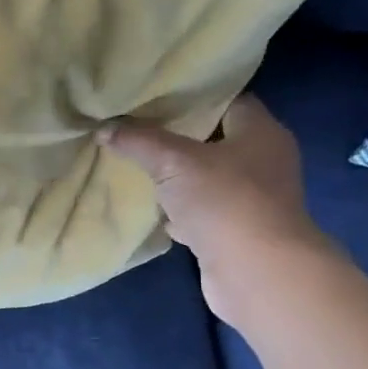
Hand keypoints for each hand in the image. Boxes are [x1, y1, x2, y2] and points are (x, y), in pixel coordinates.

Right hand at [99, 94, 340, 324]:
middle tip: (137, 129)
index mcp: (260, 132)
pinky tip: (154, 211)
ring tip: (138, 167)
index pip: (228, 100)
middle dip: (177, 138)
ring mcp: (252, 200)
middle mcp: (262, 161)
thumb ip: (140, 142)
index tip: (156, 96)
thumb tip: (105, 128)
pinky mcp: (237, 232)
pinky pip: (203, 213)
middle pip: (215, 140)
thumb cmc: (224, 201)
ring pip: (206, 179)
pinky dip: (180, 212)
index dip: (193, 96)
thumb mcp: (173, 162)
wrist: (256, 273)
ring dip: (177, 178)